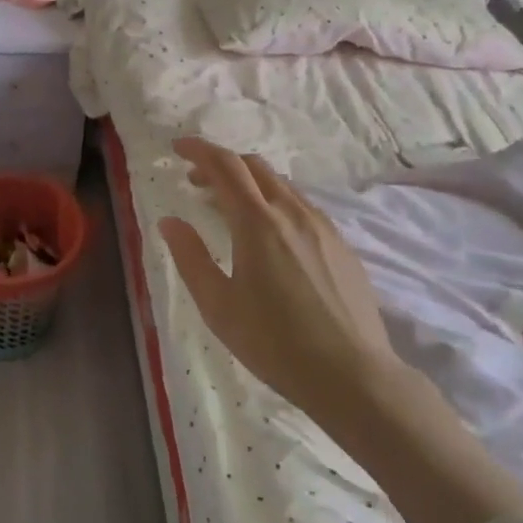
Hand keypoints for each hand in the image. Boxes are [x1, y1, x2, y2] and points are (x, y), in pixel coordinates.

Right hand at [160, 137, 398, 417]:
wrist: (352, 375)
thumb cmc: (274, 342)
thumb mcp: (218, 305)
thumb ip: (190, 257)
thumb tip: (170, 221)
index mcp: (257, 222)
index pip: (224, 166)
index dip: (199, 150)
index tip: (177, 147)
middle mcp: (292, 212)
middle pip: (254, 166)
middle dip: (221, 164)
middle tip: (196, 181)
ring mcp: (322, 226)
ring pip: (280, 184)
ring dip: (249, 182)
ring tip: (229, 206)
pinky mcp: (341, 244)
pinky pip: (301, 205)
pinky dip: (275, 200)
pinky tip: (269, 232)